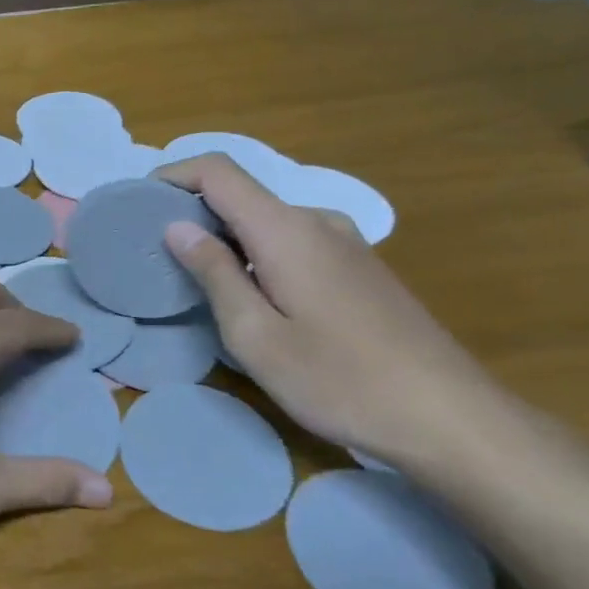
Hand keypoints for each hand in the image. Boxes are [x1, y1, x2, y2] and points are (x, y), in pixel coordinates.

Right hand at [153, 154, 508, 468]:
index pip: (218, 172)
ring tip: (196, 281)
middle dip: (192, 213)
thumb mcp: (256, 335)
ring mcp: (344, 243)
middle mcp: (317, 221)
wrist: (449, 417)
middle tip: (156, 255)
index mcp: (286, 230)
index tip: (138, 204)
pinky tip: (251, 298)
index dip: (173, 175)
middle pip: (241, 195)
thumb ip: (214, 274)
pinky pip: (291, 242)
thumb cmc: (339, 380)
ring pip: (266, 222)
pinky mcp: (359, 267)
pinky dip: (256, 254)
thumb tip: (177, 227)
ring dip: (225, 238)